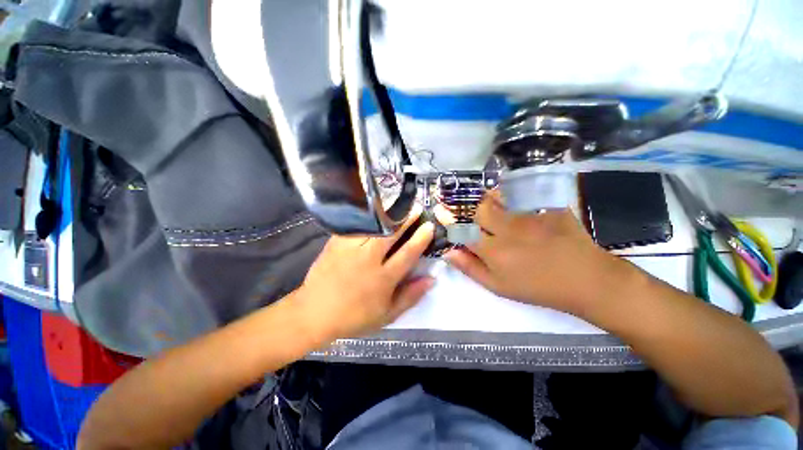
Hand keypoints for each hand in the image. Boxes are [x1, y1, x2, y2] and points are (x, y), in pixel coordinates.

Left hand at [297, 206, 434, 342]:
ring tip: (398, 208)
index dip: (421, 238)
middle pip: (391, 234)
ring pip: (373, 226)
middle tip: (416, 209)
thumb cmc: (354, 316)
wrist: (314, 313)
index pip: (407, 253)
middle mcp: (368, 260)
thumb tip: (431, 279)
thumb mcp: (387, 314)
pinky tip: (374, 213)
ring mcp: (350, 249)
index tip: (429, 225)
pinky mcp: (335, 243)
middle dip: (406, 220)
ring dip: (388, 216)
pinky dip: (367, 218)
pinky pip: (355, 226)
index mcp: (383, 278)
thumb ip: (411, 296)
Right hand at [445, 191, 635, 314]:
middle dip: (476, 213)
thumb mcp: (499, 286)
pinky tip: (521, 207)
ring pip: (500, 199)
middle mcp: (508, 229)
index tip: (440, 211)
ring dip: (494, 202)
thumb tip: (448, 253)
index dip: (449, 220)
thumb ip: (471, 269)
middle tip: (484, 221)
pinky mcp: (548, 207)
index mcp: (494, 251)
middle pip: (481, 209)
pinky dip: (517, 197)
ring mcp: (530, 216)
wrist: (586, 280)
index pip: (463, 230)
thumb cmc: (538, 288)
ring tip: (499, 210)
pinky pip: (525, 195)